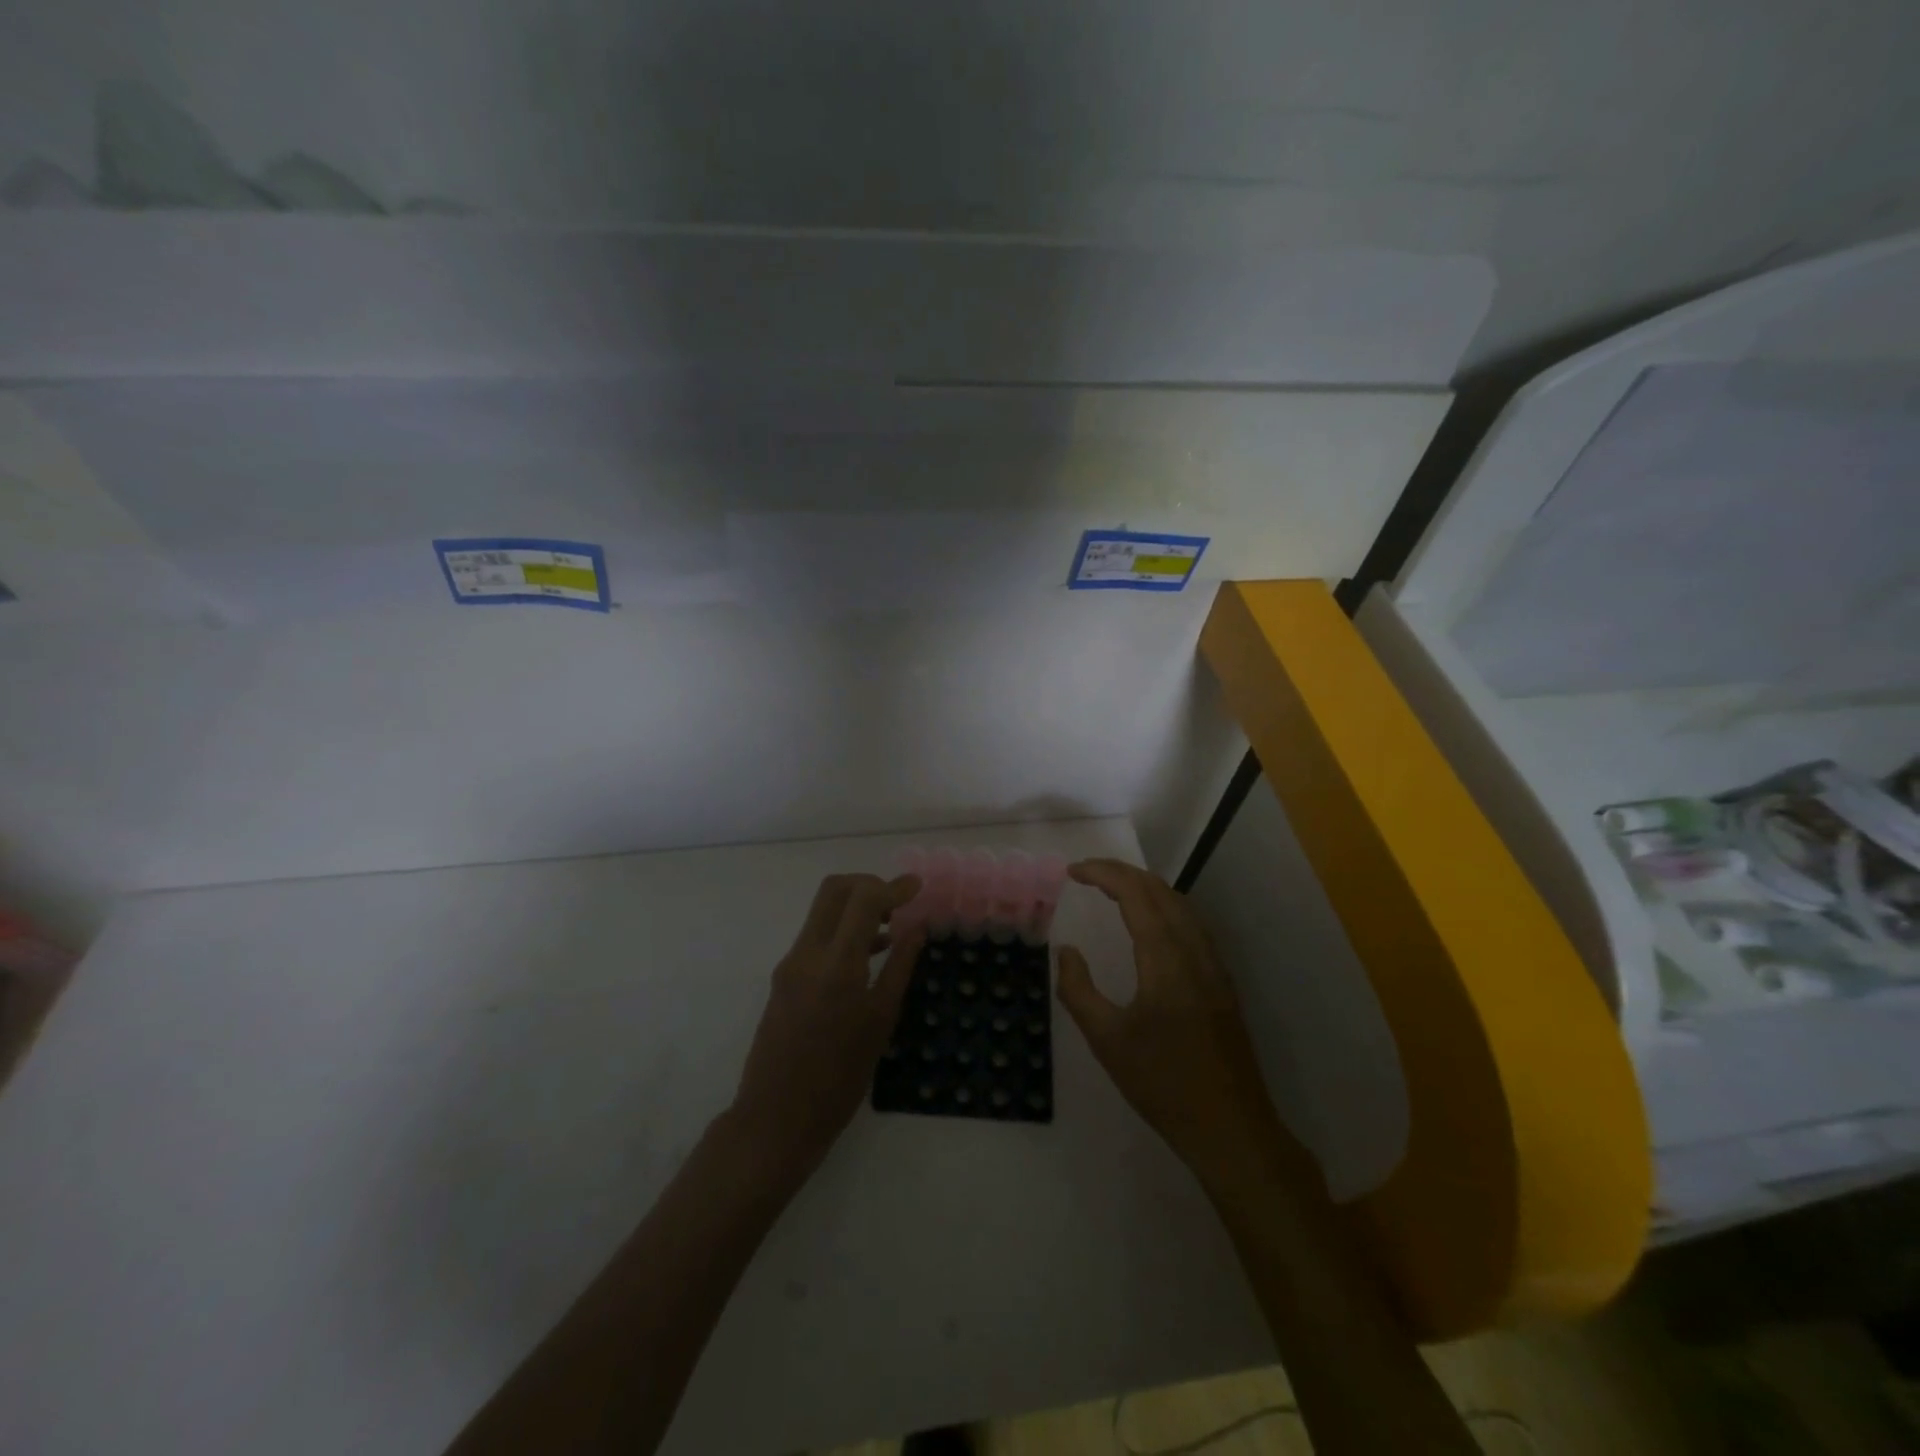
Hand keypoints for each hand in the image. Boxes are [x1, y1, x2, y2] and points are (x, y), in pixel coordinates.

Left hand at [728, 873, 923, 1181]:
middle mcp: (808, 953)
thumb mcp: (881, 1022)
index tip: (917, 887)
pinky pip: (816, 936)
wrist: (776, 1119)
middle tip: (898, 902)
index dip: (893, 886)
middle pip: (835, 890)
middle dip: (869, 885)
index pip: (863, 898)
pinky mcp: (784, 978)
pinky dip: (843, 929)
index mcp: (837, 964)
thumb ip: (900, 967)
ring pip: (823, 911)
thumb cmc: (839, 1078)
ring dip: (856, 906)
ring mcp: (790, 964)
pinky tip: (871, 952)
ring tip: (893, 925)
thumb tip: (918, 928)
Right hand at [1056, 859, 1289, 1190]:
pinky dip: (1165, 906)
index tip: (1072, 871)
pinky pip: (1193, 924)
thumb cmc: (1163, 1084)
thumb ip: (1079, 990)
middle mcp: (1194, 950)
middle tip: (1088, 874)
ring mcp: (1214, 965)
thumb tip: (1066, 952)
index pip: (1135, 894)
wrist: (1231, 1127)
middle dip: (1122, 873)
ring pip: (1181, 904)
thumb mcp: (1107, 1041)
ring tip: (1114, 888)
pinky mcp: (1222, 981)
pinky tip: (1152, 923)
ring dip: (1146, 886)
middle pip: (1160, 890)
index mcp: (1165, 959)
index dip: (1103, 873)